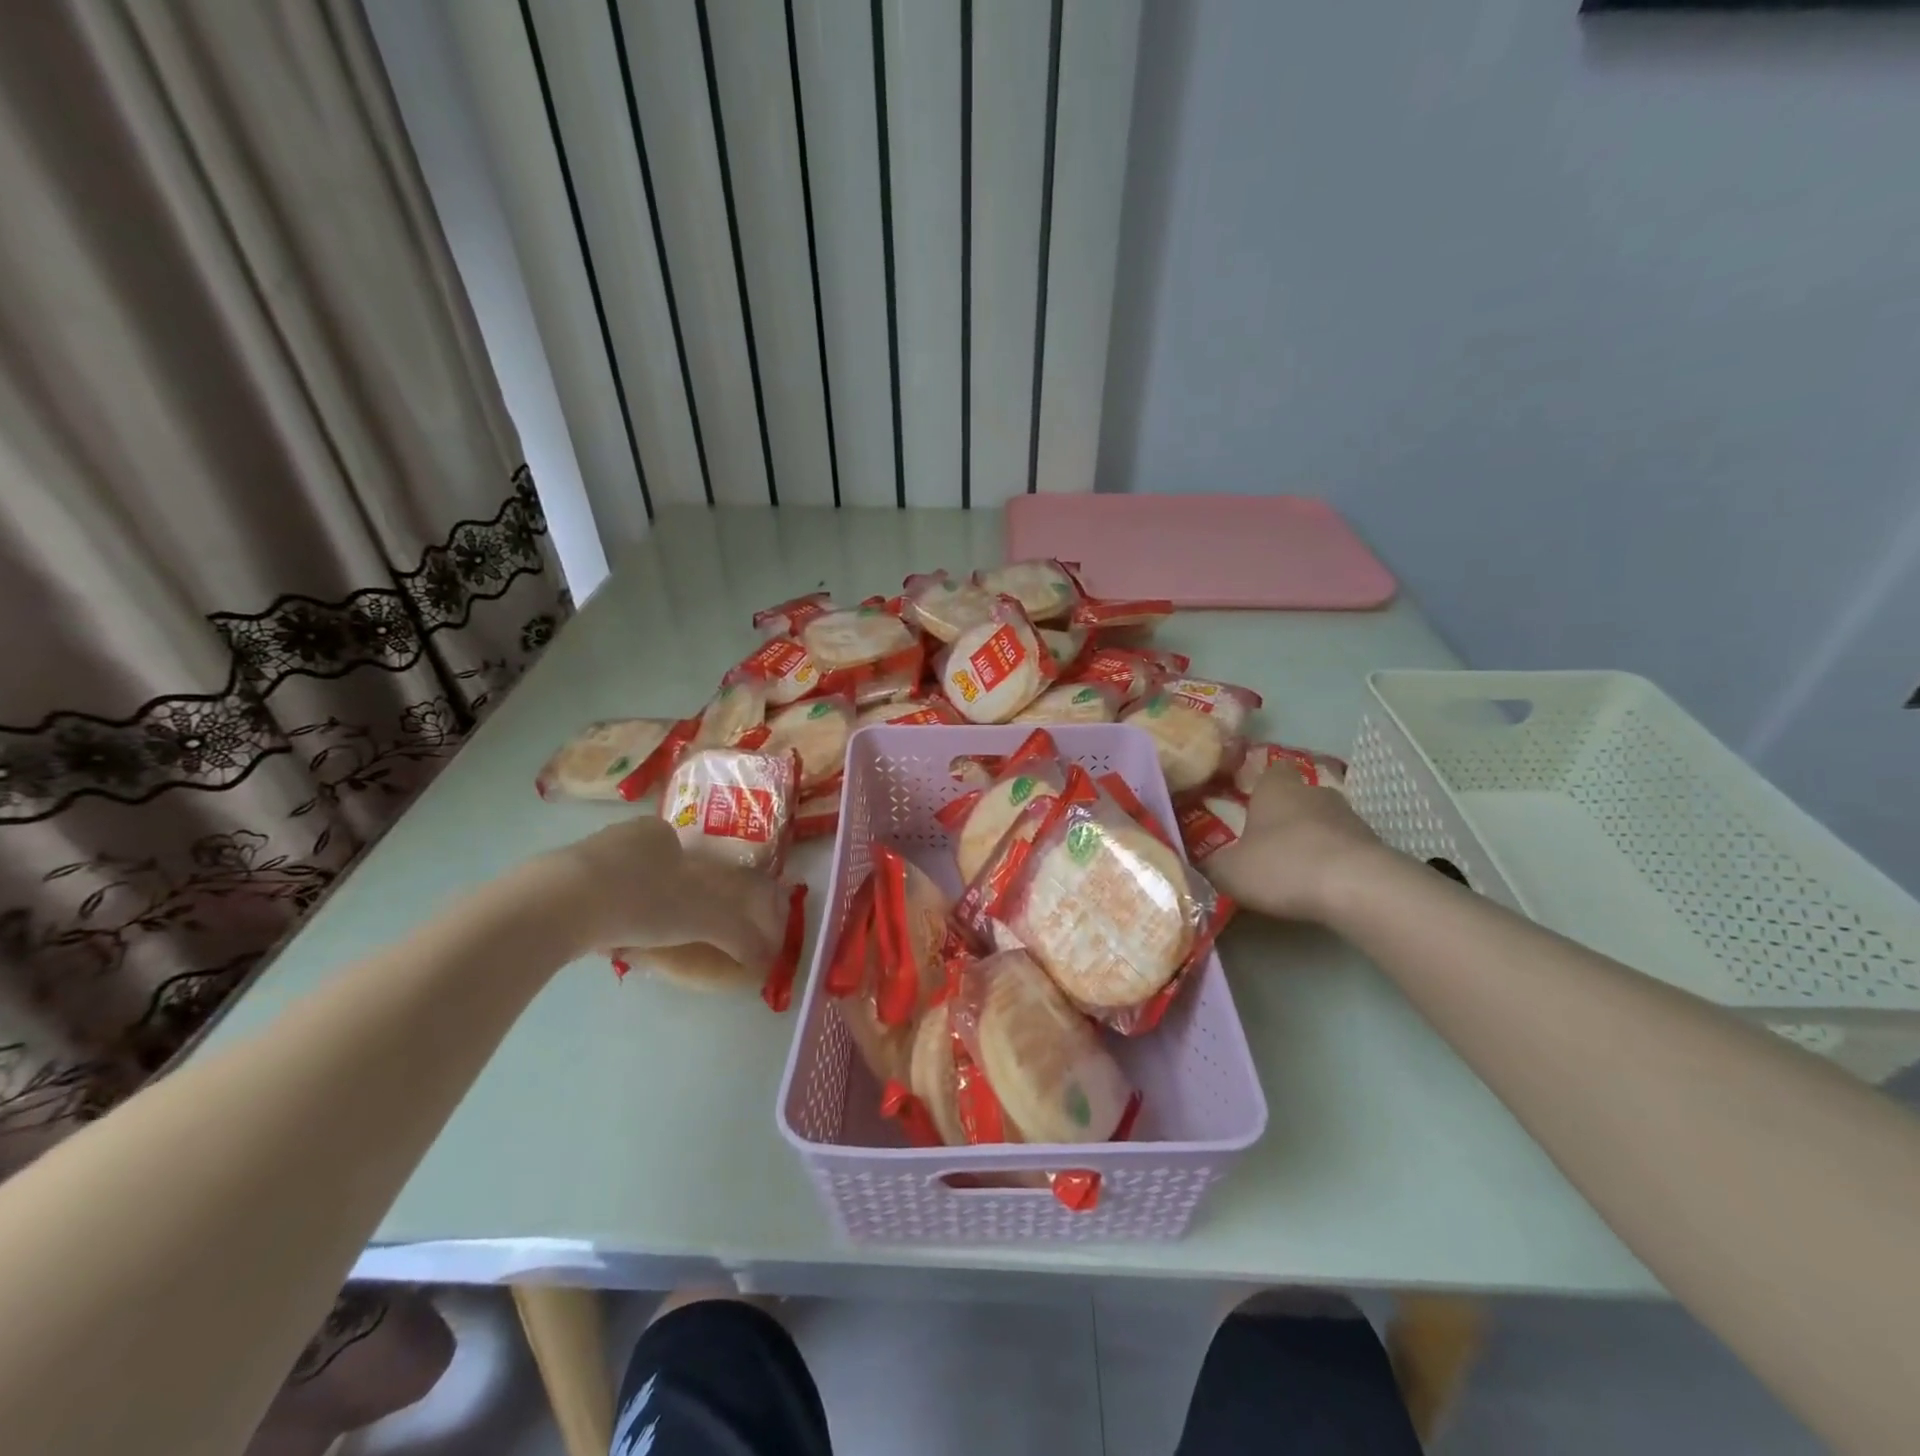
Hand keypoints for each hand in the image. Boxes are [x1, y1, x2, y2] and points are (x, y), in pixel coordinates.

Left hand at [530, 816, 787, 967]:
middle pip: (653, 867)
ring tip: (634, 940)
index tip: (697, 913)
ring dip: (630, 907)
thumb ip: (737, 935)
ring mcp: (582, 854)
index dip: (698, 883)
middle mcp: (623, 834)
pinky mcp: (550, 880)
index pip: (687, 852)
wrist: (555, 906)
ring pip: (618, 882)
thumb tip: (767, 958)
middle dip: (663, 896)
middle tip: (668, 930)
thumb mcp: (700, 918)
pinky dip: (599, 917)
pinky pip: (587, 897)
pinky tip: (599, 941)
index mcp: (661, 832)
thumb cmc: (640, 899)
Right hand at [1205, 768, 1387, 922]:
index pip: (1270, 769)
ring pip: (1325, 821)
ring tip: (1295, 868)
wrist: (1358, 887)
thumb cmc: (1282, 865)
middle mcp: (1314, 793)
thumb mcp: (1228, 871)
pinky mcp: (1374, 846)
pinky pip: (1346, 849)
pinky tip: (1322, 885)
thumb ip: (1209, 863)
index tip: (1248, 801)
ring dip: (1313, 839)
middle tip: (1267, 840)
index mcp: (1276, 788)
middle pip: (1299, 796)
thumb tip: (1196, 859)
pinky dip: (1334, 862)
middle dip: (1286, 814)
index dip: (1260, 784)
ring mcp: (1350, 818)